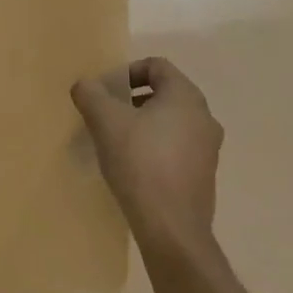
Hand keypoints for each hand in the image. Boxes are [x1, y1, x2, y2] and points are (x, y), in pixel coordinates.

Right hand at [72, 57, 223, 253]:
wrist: (171, 227)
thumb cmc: (140, 162)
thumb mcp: (105, 121)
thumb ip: (90, 94)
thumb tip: (84, 85)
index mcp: (186, 97)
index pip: (156, 66)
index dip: (127, 72)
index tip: (105, 93)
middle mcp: (204, 117)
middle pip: (164, 93)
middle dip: (132, 99)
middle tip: (106, 115)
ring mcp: (208, 148)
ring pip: (170, 121)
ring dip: (142, 123)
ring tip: (116, 141)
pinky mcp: (203, 174)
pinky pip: (176, 146)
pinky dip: (154, 146)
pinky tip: (133, 166)